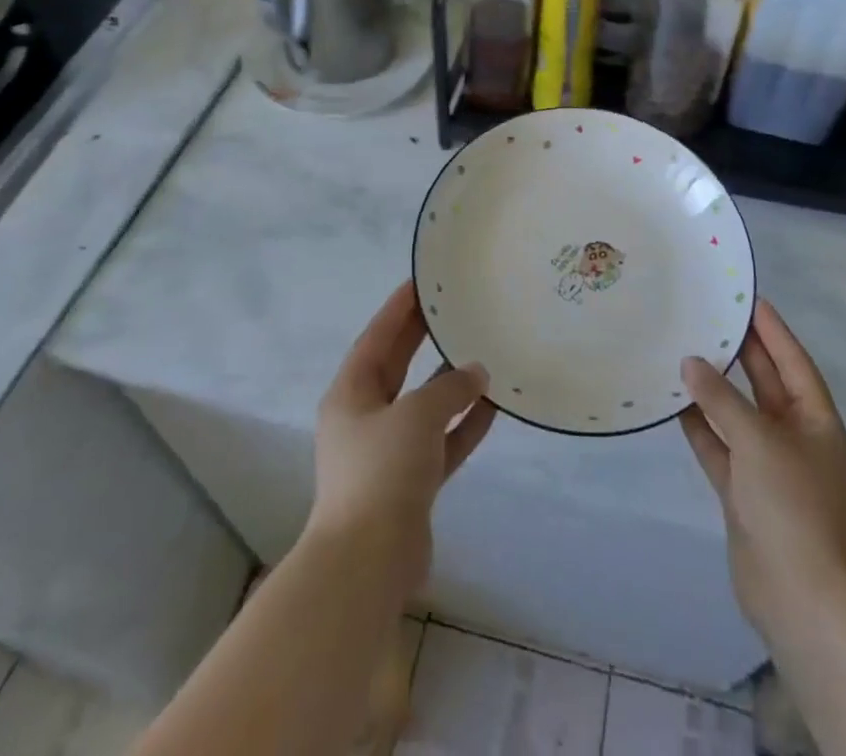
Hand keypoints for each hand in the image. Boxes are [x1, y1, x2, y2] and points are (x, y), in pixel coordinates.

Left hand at [308, 281, 496, 593]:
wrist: (367, 563)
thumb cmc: (381, 472)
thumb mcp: (416, 416)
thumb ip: (449, 389)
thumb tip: (475, 373)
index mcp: (351, 393)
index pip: (377, 337)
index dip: (399, 308)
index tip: (422, 281)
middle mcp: (366, 417)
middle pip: (398, 366)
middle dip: (423, 338)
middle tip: (454, 308)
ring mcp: (389, 452)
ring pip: (424, 405)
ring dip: (450, 384)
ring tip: (483, 353)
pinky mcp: (411, 483)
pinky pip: (442, 441)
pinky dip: (463, 424)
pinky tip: (493, 406)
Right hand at [680, 299, 845, 639]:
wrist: (798, 597)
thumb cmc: (791, 505)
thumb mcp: (759, 440)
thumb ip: (722, 399)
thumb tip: (690, 363)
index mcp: (818, 423)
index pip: (794, 362)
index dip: (773, 330)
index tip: (749, 299)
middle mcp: (796, 440)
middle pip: (767, 385)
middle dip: (742, 354)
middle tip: (711, 316)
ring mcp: (769, 467)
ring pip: (739, 415)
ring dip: (714, 390)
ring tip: (685, 351)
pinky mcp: (744, 492)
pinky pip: (720, 447)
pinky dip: (701, 427)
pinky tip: (674, 403)